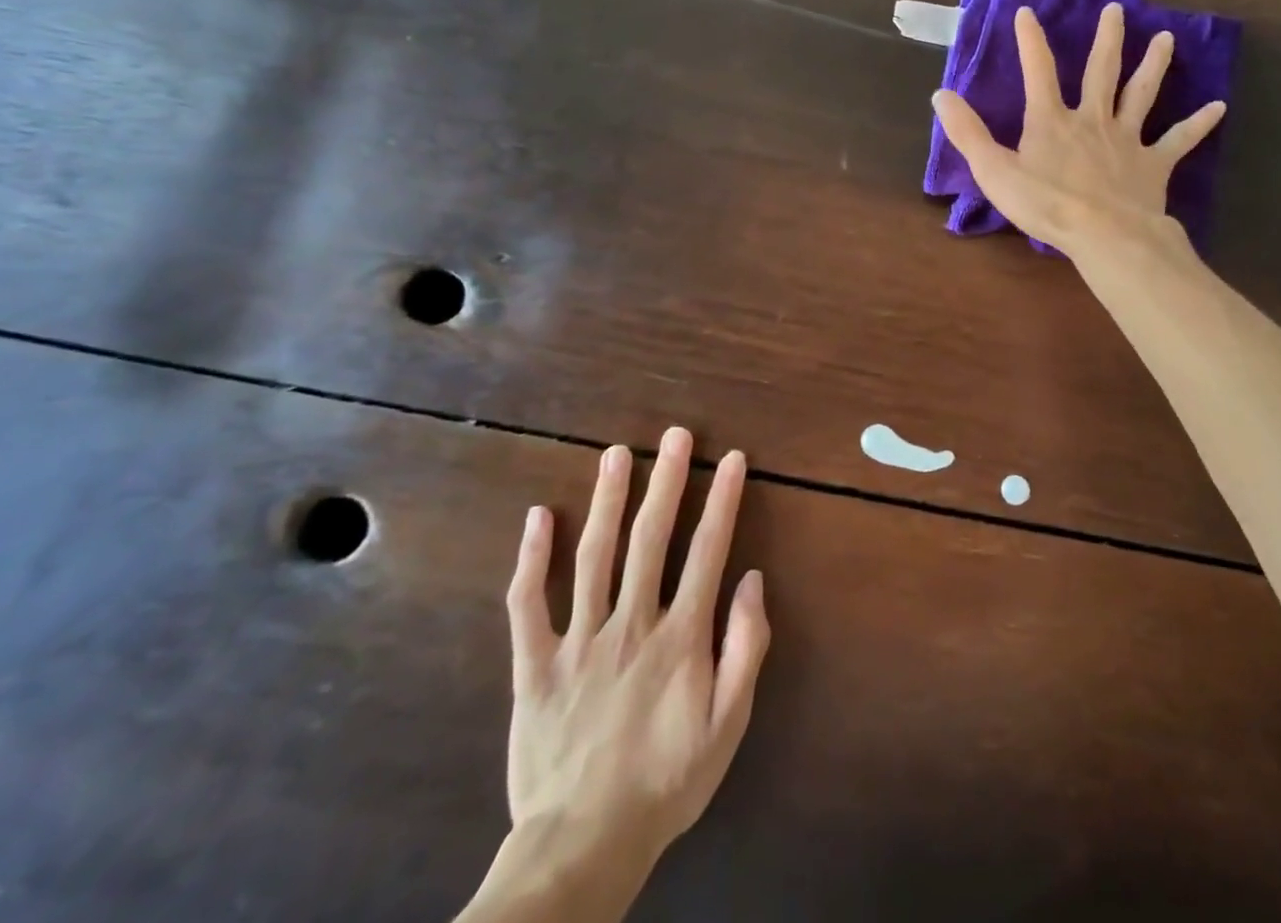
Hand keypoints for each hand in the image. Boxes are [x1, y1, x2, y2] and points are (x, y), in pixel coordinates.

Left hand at [460, 429, 769, 922]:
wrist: (583, 845)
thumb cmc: (667, 781)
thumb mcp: (728, 724)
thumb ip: (745, 648)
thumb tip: (753, 580)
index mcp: (680, 636)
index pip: (708, 550)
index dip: (723, 500)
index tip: (733, 459)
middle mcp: (631, 623)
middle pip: (650, 538)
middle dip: (667, 480)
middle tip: (676, 436)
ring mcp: (578, 641)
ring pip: (593, 556)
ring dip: (607, 500)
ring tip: (616, 454)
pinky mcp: (535, 665)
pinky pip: (527, 605)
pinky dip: (530, 559)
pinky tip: (537, 517)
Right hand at [932, 2, 1223, 260]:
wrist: (1103, 234)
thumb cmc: (1045, 205)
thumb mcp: (994, 171)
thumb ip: (968, 133)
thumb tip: (941, 94)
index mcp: (1052, 120)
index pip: (1037, 71)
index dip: (1030, 41)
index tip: (1026, 12)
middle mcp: (1092, 119)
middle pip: (1101, 71)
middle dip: (1106, 40)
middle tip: (1116, 9)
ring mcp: (1127, 139)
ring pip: (1141, 94)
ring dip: (1153, 65)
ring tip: (1166, 38)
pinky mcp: (1153, 164)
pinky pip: (1178, 140)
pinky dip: (1198, 124)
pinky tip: (1219, 107)